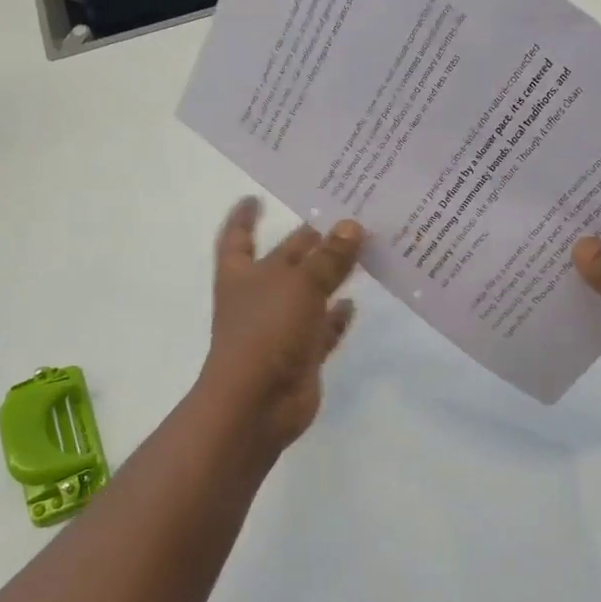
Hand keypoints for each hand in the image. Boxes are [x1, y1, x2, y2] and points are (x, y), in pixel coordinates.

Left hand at [197, 197, 362, 449]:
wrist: (257, 403)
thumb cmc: (267, 331)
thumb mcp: (300, 284)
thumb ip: (328, 257)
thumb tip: (352, 225)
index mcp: (244, 273)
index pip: (240, 237)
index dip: (245, 217)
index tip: (256, 198)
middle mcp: (259, 296)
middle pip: (286, 260)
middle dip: (310, 241)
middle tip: (344, 216)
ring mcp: (280, 327)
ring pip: (309, 294)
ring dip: (330, 276)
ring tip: (361, 252)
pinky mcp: (301, 355)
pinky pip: (322, 330)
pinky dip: (336, 318)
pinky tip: (355, 303)